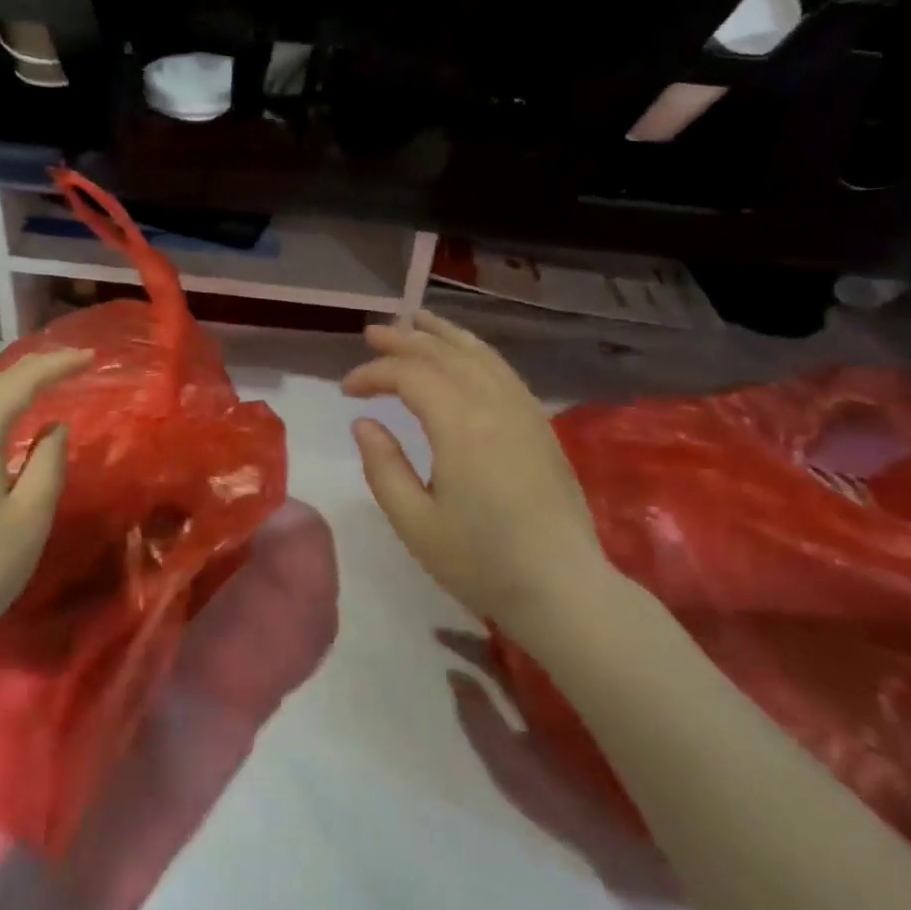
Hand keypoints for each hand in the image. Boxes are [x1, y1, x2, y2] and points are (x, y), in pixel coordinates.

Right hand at [343, 311, 610, 641]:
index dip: (373, 374)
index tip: (347, 390)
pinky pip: (502, 369)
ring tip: (415, 320)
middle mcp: (494, 405)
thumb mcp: (415, 524)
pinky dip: (474, 350)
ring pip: (478, 353)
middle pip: (443, 353)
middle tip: (372, 333)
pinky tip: (462, 353)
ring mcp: (524, 410)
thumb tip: (365, 422)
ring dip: (441, 334)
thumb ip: (383, 467)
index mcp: (461, 427)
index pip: (409, 376)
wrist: (564, 589)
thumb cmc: (482, 563)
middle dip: (403, 339)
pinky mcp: (540, 423)